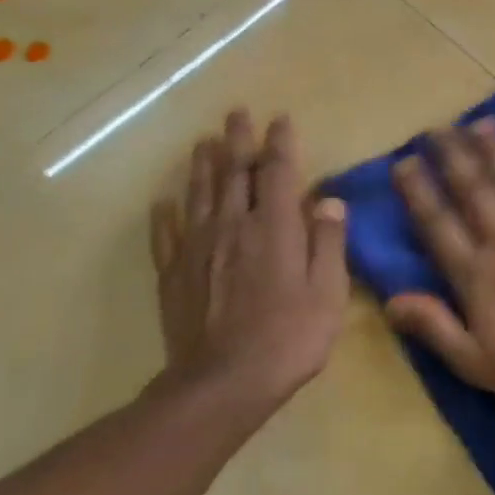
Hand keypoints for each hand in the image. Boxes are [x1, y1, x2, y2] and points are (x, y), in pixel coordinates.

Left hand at [149, 110, 348, 417]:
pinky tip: (165, 200)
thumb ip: (328, 242)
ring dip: (203, 164)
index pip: (277, 172)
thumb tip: (329, 200)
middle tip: (236, 114)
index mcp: (274, 228)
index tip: (280, 120)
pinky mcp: (173, 272)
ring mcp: (197, 246)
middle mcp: (232, 225)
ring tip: (204, 141)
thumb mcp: (328, 293)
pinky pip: (166, 232)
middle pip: (233, 172)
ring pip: (198, 193)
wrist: (224, 380)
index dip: (279, 143)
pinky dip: (166, 212)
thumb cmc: (289, 338)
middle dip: (238, 140)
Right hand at [388, 118, 494, 410]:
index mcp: (476, 274)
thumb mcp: (475, 362)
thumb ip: (434, 327)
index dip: (418, 192)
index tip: (404, 162)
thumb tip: (391, 300)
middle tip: (438, 128)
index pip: (438, 225)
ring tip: (482, 123)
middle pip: (474, 192)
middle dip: (453, 158)